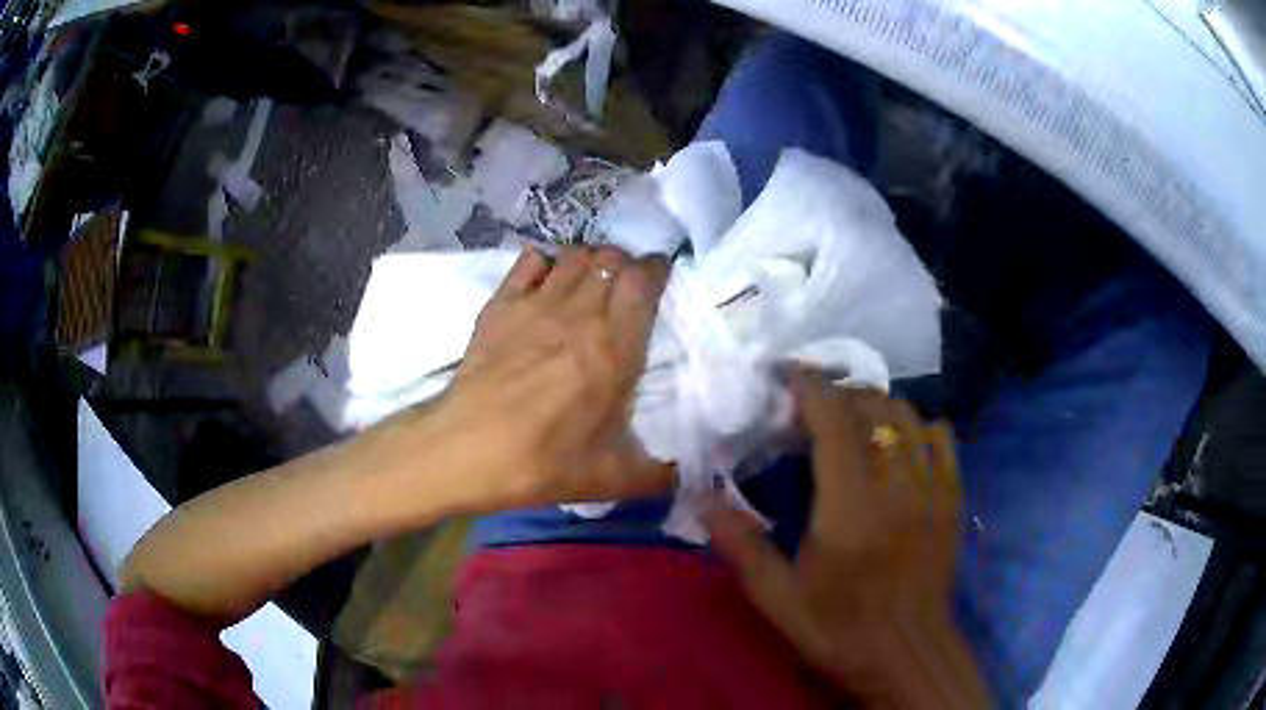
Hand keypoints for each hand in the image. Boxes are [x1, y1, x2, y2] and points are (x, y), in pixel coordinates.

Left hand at [435, 245, 673, 511]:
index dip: (656, 269)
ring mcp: (537, 304)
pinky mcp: (501, 305)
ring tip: (590, 279)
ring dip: (590, 260)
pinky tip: (546, 277)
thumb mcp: (613, 480)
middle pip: (611, 260)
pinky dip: (545, 261)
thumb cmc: (545, 463)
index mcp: (616, 349)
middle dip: (626, 263)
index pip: (643, 281)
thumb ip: (657, 476)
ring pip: (574, 255)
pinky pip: (529, 261)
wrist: (469, 450)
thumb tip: (680, 476)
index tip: (660, 277)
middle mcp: (580, 314)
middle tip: (626, 284)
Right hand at [704, 370, 986, 707]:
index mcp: (850, 513)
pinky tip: (897, 440)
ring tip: (849, 417)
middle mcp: (896, 489)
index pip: (835, 424)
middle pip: (873, 408)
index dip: (810, 389)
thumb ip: (741, 546)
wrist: (906, 654)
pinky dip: (916, 423)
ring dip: (874, 404)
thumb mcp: (778, 599)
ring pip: (907, 415)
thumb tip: (700, 498)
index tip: (786, 377)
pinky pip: (941, 436)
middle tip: (809, 405)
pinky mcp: (952, 497)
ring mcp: (931, 489)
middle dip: (837, 393)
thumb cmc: (838, 630)